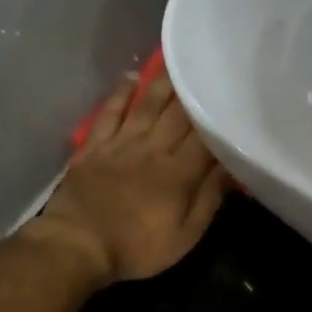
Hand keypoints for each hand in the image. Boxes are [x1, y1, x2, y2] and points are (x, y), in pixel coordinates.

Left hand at [23, 69, 227, 284]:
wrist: (78, 244)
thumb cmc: (137, 247)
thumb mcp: (184, 236)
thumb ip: (209, 200)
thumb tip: (232, 170)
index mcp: (179, 173)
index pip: (206, 139)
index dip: (220, 120)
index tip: (233, 101)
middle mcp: (153, 149)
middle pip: (178, 116)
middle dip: (195, 93)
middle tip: (208, 69)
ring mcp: (121, 144)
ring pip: (147, 106)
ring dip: (163, 84)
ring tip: (177, 63)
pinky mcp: (94, 147)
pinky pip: (110, 113)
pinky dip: (121, 94)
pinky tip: (131, 79)